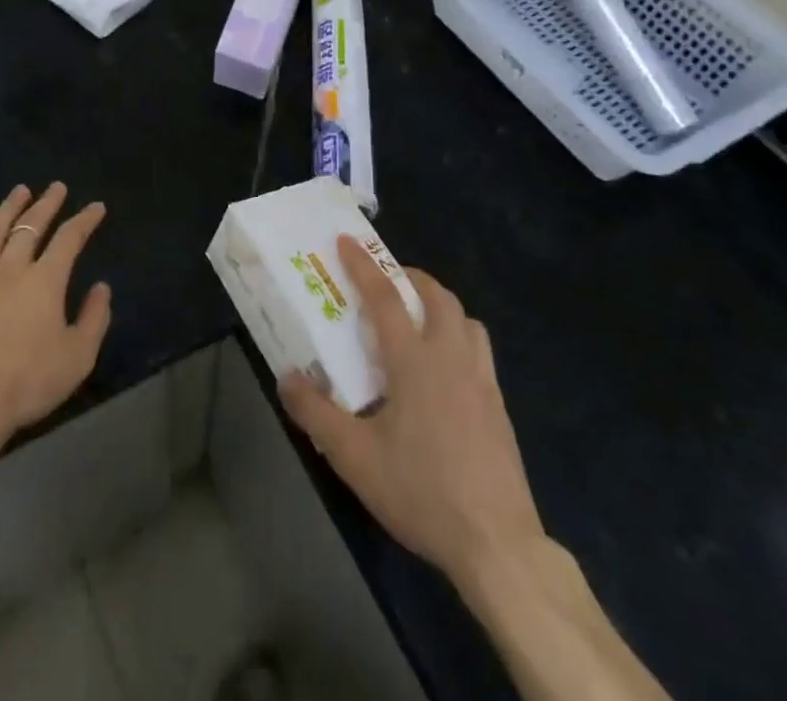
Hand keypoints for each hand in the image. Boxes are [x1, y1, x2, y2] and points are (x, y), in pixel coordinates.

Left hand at [0, 183, 112, 454]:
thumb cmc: (28, 382)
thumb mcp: (78, 357)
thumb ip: (95, 318)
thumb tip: (101, 287)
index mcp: (45, 280)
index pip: (70, 238)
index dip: (85, 220)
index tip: (96, 207)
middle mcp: (11, 267)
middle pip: (30, 225)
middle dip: (47, 203)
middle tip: (57, 187)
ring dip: (8, 208)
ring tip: (19, 192)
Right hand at [281, 236, 544, 582]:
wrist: (498, 544)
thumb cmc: (421, 491)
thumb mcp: (354, 457)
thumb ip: (315, 413)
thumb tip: (286, 378)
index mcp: (414, 360)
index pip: (385, 297)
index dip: (363, 266)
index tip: (346, 241)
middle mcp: (451, 358)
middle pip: (437, 296)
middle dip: (410, 277)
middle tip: (387, 280)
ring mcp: (482, 381)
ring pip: (465, 320)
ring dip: (440, 305)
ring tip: (418, 319)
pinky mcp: (499, 407)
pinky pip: (479, 350)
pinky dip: (459, 337)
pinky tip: (445, 370)